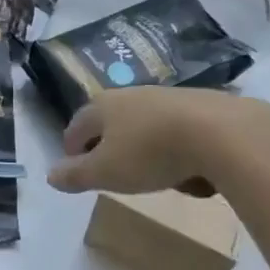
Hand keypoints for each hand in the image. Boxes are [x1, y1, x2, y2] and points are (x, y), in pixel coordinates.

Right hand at [47, 87, 269, 195]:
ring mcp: (166, 96)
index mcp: (103, 106)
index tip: (73, 164)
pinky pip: (177, 128)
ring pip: (145, 122)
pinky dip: (175, 146)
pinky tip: (187, 167)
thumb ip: (76, 175)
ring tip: (151, 172)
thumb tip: (50, 174)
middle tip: (110, 168)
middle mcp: (132, 94)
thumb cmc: (150, 152)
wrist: (218, 131)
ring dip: (143, 144)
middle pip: (111, 119)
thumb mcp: (106, 172)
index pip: (77, 125)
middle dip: (108, 142)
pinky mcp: (199, 105)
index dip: (71, 146)